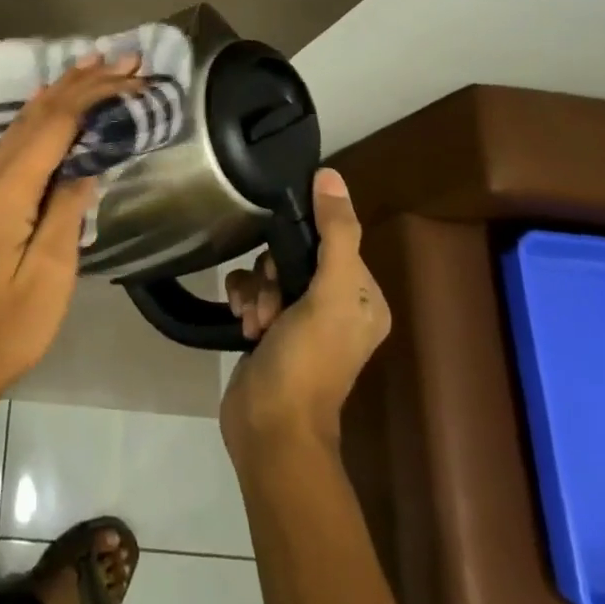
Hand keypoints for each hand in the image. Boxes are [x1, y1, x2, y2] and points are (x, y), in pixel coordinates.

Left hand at [0, 54, 143, 407]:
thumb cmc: (8, 324)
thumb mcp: (50, 272)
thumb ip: (68, 210)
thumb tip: (89, 164)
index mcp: (10, 188)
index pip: (57, 123)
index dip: (94, 94)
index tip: (131, 76)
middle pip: (41, 113)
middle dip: (82, 81)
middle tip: (123, 58)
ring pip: (27, 121)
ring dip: (62, 90)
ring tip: (93, 65)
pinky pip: (19, 139)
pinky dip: (43, 114)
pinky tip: (51, 104)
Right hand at [220, 168, 388, 464]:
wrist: (271, 428)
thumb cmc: (308, 361)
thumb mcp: (330, 294)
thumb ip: (335, 233)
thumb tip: (330, 175)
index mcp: (363, 298)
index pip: (330, 240)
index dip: (301, 243)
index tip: (283, 263)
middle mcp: (336, 306)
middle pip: (294, 254)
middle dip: (272, 272)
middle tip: (269, 299)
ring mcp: (301, 320)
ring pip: (268, 271)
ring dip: (255, 289)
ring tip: (254, 320)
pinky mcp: (269, 331)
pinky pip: (252, 291)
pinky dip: (243, 300)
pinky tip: (241, 322)